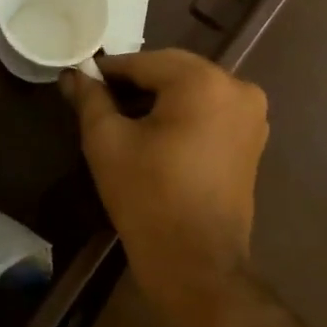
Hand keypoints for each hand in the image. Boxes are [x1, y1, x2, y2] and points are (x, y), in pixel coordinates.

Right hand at [60, 49, 266, 310]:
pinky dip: (183, 112)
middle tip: (99, 98)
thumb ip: (90, 98)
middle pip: (172, 70)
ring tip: (123, 116)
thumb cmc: (148, 198)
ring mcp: (252, 113)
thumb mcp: (107, 142)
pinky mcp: (253, 138)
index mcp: (203, 82)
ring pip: (192, 88)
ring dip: (159, 96)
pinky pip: (210, 108)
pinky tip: (155, 131)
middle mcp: (237, 87)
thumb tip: (72, 74)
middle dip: (135, 81)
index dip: (108, 71)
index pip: (143, 62)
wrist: (197, 265)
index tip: (81, 80)